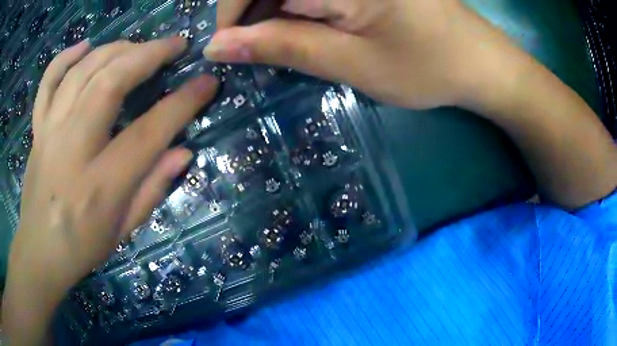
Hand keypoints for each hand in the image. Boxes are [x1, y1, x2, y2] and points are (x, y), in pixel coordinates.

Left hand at [2, 37, 218, 344]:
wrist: (40, 251)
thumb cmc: (83, 246)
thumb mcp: (124, 230)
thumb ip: (153, 189)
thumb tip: (183, 151)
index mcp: (101, 185)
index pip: (148, 133)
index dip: (182, 103)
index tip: (206, 82)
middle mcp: (73, 149)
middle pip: (111, 83)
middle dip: (148, 55)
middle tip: (174, 45)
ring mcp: (50, 133)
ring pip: (83, 72)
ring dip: (115, 49)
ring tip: (137, 46)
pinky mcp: (38, 128)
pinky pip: (49, 82)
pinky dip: (66, 57)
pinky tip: (85, 47)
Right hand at [206, 0, 492, 108]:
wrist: (480, 61)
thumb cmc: (428, 67)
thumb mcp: (351, 63)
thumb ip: (282, 46)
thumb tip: (218, 47)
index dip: (231, 10)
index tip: (227, 45)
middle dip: (252, 9)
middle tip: (255, 46)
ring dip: (275, 6)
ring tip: (280, 37)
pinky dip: (300, 2)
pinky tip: (307, 20)